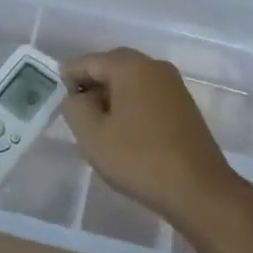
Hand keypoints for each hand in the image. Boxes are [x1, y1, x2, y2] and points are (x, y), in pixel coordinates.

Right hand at [61, 49, 242, 230]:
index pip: (88, 62)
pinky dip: (130, 107)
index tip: (54, 97)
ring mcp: (173, 85)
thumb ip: (75, 107)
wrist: (199, 190)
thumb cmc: (139, 159)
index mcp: (130, 66)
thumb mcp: (93, 135)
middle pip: (111, 68)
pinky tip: (123, 134)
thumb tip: (77, 95)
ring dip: (111, 99)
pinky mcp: (184, 105)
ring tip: (96, 128)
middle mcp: (154, 66)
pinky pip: (147, 96)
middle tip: (73, 114)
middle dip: (90, 87)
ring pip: (130, 83)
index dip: (67, 77)